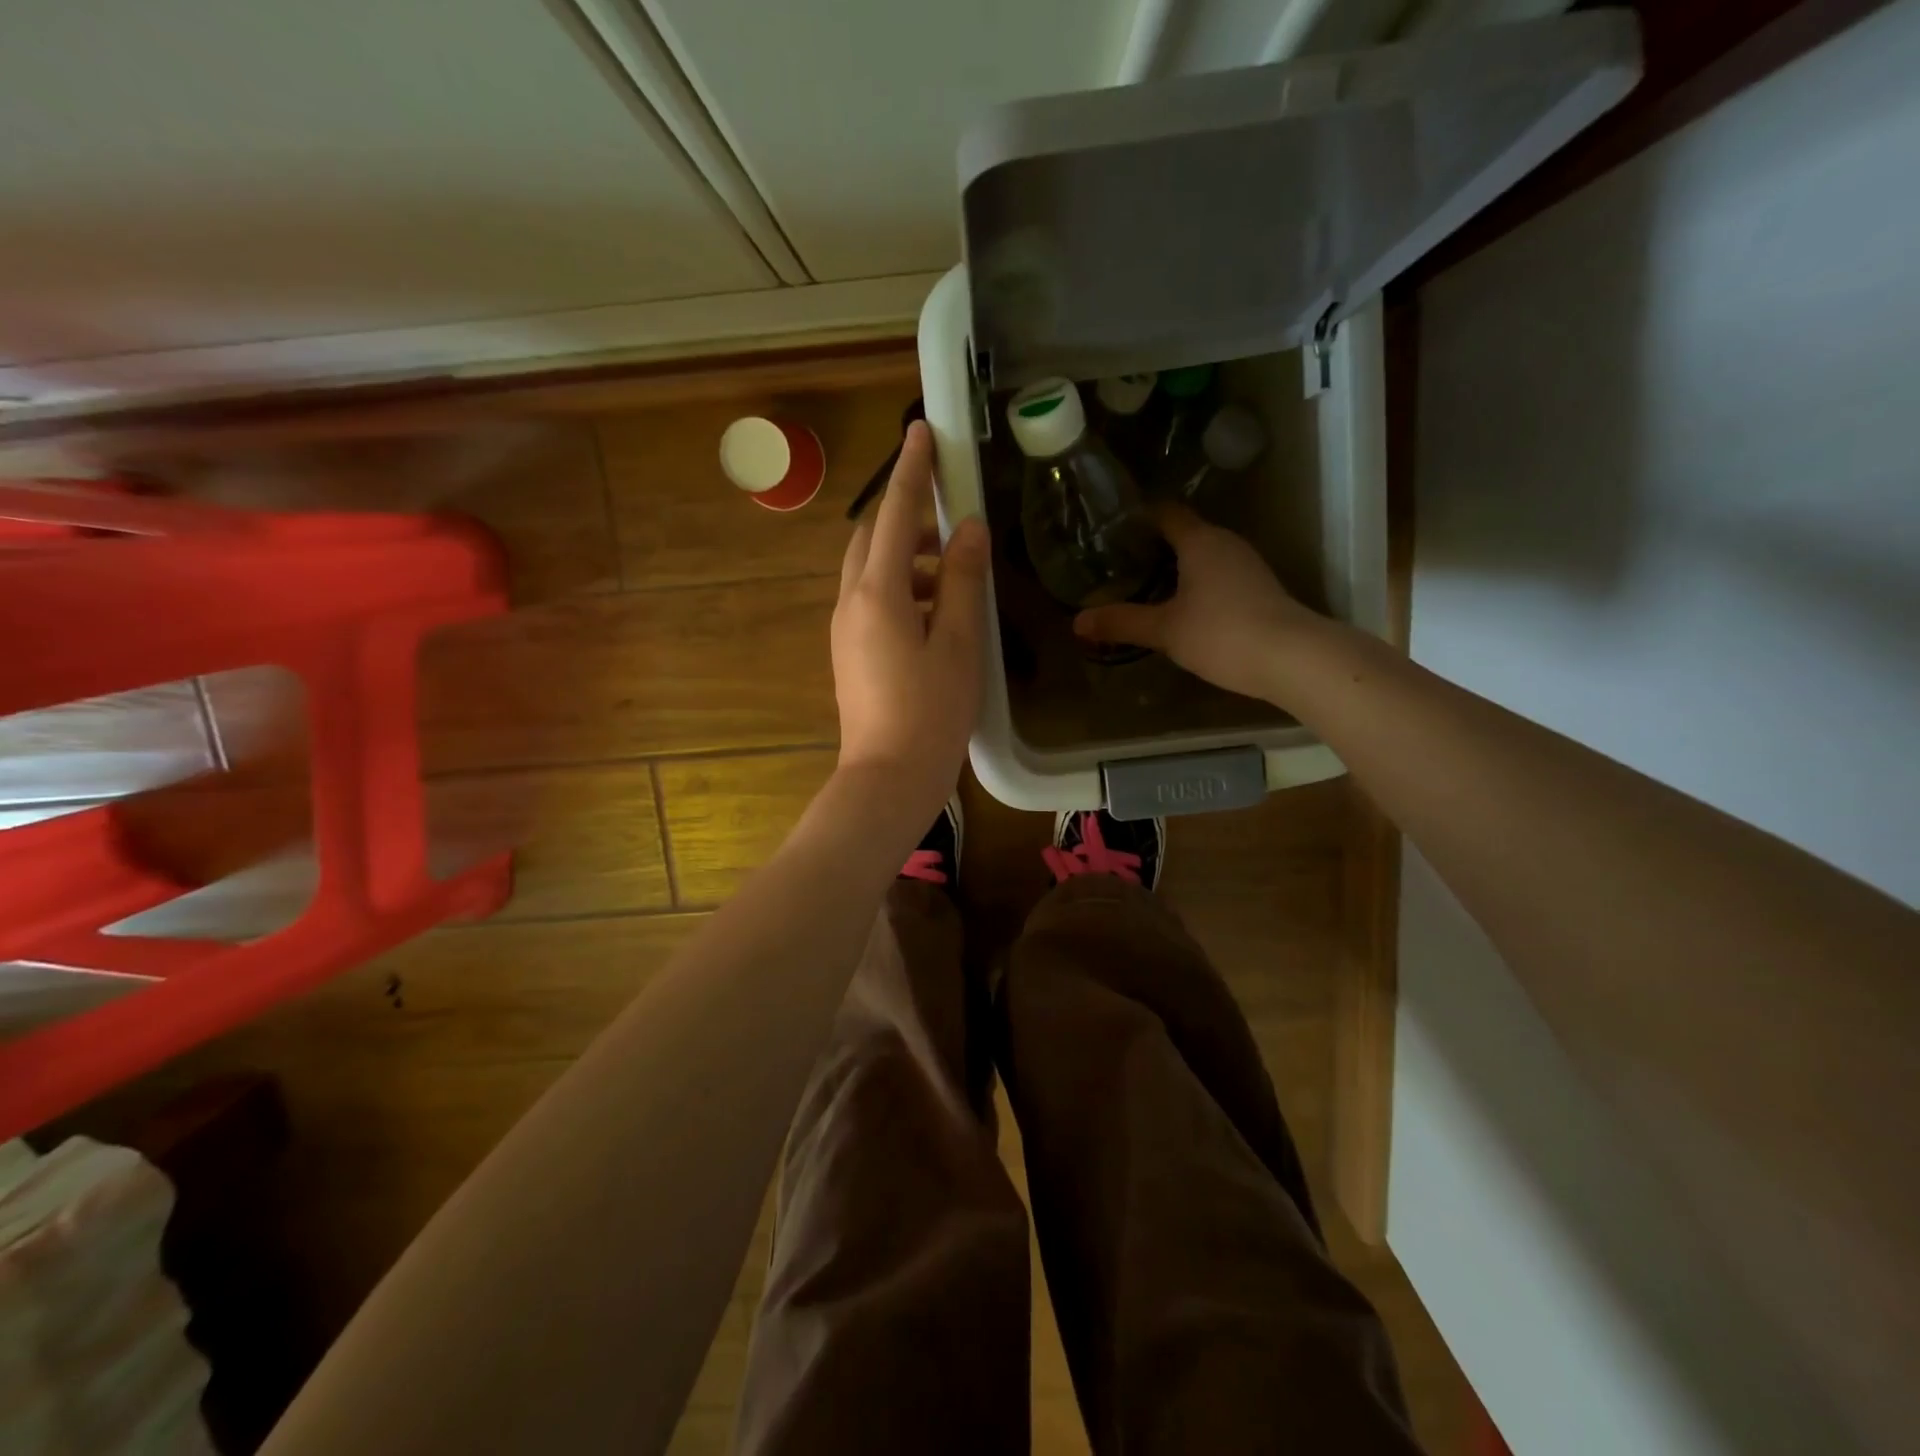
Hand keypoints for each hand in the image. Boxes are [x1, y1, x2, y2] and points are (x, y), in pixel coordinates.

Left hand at [831, 421, 988, 813]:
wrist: (888, 776)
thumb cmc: (931, 712)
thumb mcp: (957, 643)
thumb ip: (962, 581)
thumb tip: (969, 529)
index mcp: (877, 593)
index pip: (895, 514)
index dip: (911, 471)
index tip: (922, 431)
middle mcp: (851, 602)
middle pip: (874, 538)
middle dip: (909, 519)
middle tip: (952, 522)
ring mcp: (845, 629)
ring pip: (872, 571)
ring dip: (909, 558)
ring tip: (955, 575)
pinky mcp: (849, 652)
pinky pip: (871, 600)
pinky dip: (902, 589)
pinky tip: (936, 613)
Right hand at [1073, 503, 1323, 702]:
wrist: (1292, 659)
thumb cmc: (1221, 633)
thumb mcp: (1164, 630)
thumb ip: (1121, 622)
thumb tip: (1077, 621)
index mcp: (1200, 541)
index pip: (1165, 513)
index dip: (1139, 517)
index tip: (1112, 529)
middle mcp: (1225, 544)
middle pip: (1185, 533)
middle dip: (1153, 545)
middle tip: (1119, 563)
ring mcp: (1247, 566)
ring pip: (1203, 556)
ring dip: (1176, 567)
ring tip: (1143, 586)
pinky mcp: (1259, 589)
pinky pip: (1218, 576)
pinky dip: (1196, 584)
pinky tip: (1180, 608)